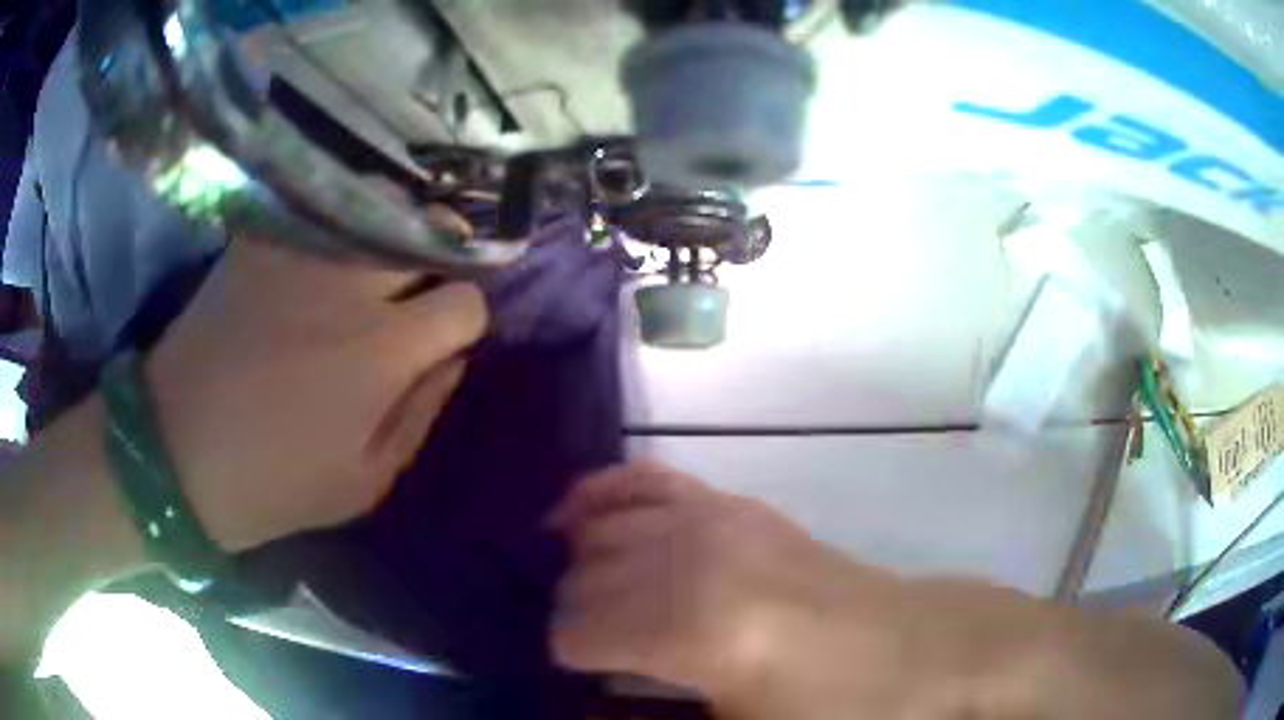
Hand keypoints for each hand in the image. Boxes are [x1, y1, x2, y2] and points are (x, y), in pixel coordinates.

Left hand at [146, 240, 487, 551]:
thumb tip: (452, 360)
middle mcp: (348, 285)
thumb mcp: (364, 483)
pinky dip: (339, 225)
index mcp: (380, 350)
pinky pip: (323, 211)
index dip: (463, 321)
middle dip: (442, 255)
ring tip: (378, 264)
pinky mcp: (260, 241)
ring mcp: (301, 253)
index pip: (465, 301)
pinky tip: (326, 254)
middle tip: (420, 286)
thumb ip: (420, 416)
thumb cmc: (274, 482)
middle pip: (432, 231)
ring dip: (394, 232)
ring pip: (381, 205)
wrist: (176, 449)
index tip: (443, 338)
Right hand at [550, 463, 884, 706]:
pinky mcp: (738, 505)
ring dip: (577, 561)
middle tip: (581, 645)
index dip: (567, 658)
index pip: (581, 633)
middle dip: (570, 614)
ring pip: (606, 528)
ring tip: (569, 588)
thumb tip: (590, 709)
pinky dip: (604, 492)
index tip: (572, 676)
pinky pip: (649, 482)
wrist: (916, 649)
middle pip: (588, 580)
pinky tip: (578, 511)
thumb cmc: (833, 710)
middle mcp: (694, 561)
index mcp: (693, 632)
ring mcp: (717, 521)